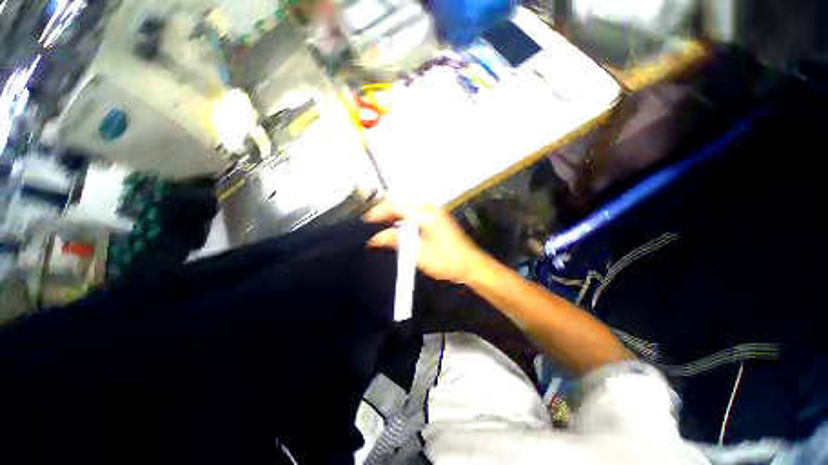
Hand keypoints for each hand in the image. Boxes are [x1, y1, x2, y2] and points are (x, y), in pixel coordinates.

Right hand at [364, 201, 485, 283]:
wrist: (470, 266)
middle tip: (370, 225)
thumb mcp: (418, 252)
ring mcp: (434, 213)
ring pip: (407, 209)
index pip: (395, 206)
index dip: (378, 212)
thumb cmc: (447, 260)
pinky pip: (413, 215)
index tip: (366, 222)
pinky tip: (396, 229)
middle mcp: (429, 209)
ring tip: (379, 227)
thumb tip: (375, 237)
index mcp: (425, 213)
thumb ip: (396, 240)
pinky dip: (402, 220)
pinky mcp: (435, 221)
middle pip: (400, 204)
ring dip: (392, 216)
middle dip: (384, 213)